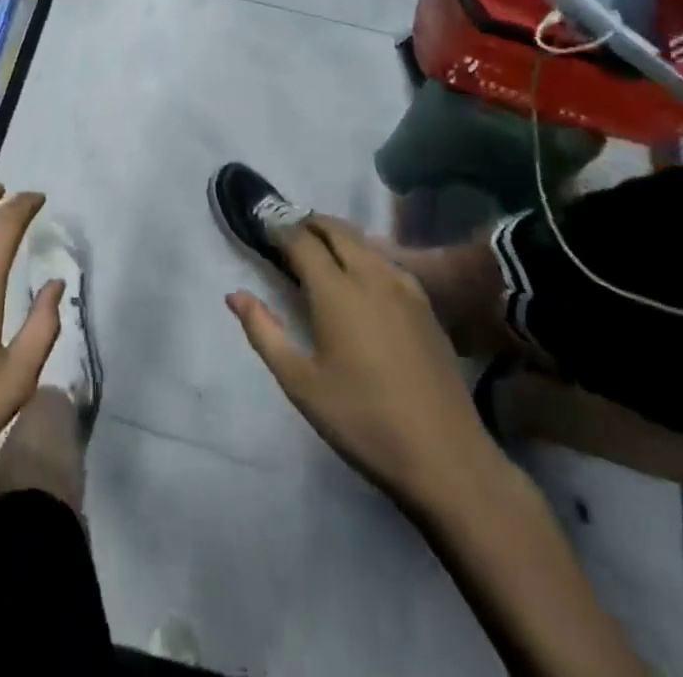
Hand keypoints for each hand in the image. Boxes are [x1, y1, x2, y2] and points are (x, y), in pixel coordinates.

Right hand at [228, 215, 500, 515]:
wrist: (447, 459)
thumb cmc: (364, 421)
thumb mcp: (301, 383)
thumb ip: (264, 332)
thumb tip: (235, 295)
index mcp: (336, 292)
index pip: (302, 242)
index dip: (281, 230)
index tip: (264, 228)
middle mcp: (371, 277)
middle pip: (337, 230)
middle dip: (310, 223)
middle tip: (289, 231)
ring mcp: (404, 289)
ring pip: (366, 242)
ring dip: (338, 235)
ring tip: (320, 247)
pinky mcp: (426, 307)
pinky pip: (388, 261)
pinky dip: (366, 252)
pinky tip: (363, 274)